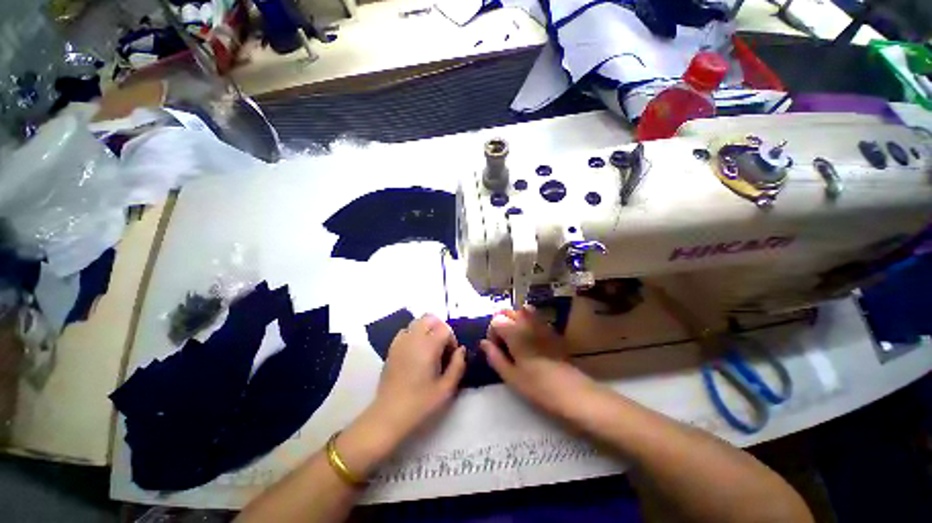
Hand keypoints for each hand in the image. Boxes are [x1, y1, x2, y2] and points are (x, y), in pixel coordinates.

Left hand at [368, 314, 465, 443]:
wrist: (388, 416)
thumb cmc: (420, 404)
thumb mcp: (446, 389)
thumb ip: (458, 365)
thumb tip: (461, 350)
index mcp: (428, 346)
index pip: (444, 329)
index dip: (451, 339)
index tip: (451, 355)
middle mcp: (413, 338)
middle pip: (429, 318)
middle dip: (439, 328)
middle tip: (442, 347)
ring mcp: (400, 342)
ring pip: (416, 323)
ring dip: (426, 330)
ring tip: (429, 349)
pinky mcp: (391, 349)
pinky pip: (405, 332)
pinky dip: (413, 335)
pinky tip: (415, 352)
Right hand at [480, 307, 598, 419]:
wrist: (573, 392)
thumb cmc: (538, 387)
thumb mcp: (511, 376)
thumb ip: (494, 356)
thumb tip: (483, 343)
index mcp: (515, 332)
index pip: (496, 320)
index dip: (492, 333)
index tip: (495, 348)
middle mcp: (527, 322)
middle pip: (508, 311)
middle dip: (501, 323)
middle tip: (503, 343)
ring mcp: (541, 323)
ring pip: (521, 311)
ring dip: (513, 320)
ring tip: (515, 338)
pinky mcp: (551, 329)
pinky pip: (535, 316)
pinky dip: (527, 320)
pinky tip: (529, 337)